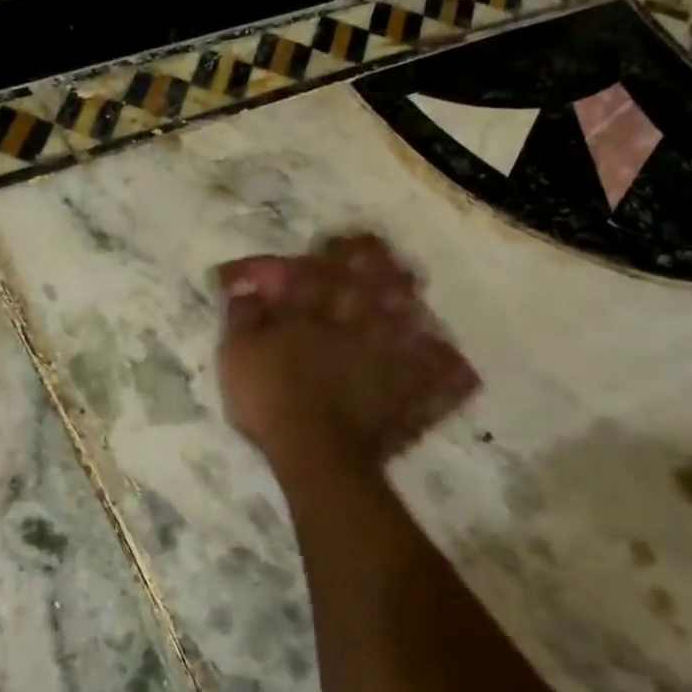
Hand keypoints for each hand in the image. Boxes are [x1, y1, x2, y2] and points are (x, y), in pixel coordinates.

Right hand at [215, 231, 479, 469]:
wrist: (314, 450)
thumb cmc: (269, 398)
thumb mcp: (237, 354)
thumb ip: (243, 316)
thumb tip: (246, 285)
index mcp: (314, 314)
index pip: (322, 272)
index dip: (329, 254)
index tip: (335, 241)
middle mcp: (357, 325)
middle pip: (373, 286)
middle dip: (377, 266)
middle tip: (380, 254)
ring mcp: (388, 358)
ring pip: (409, 321)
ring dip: (409, 305)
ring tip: (412, 296)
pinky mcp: (406, 394)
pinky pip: (437, 377)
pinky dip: (445, 369)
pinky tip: (453, 362)